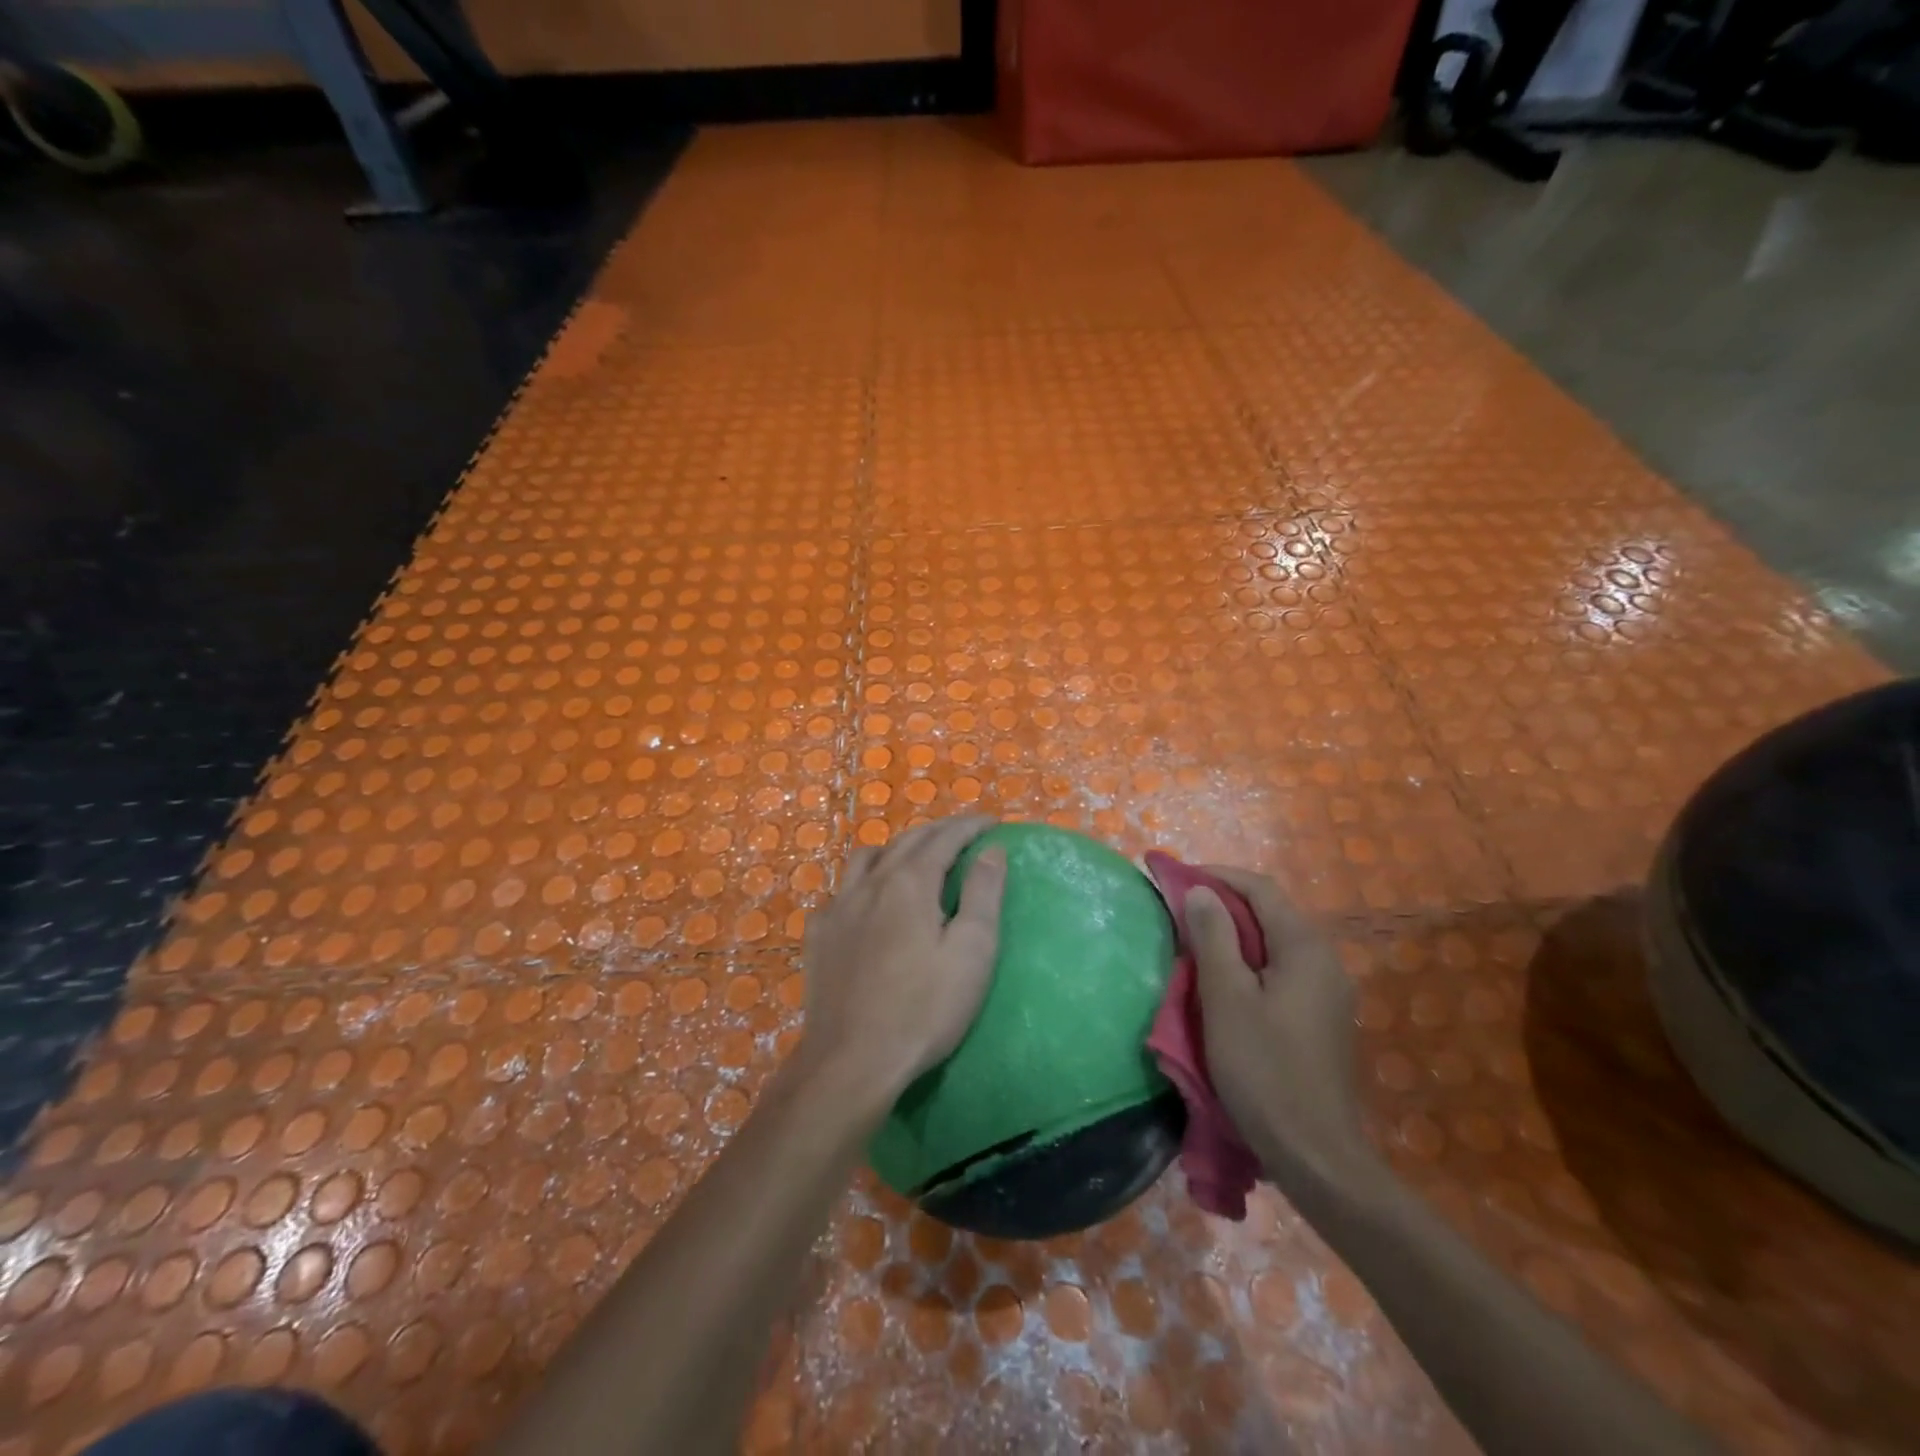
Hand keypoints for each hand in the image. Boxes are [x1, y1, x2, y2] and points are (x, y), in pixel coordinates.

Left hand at [796, 815, 1007, 1106]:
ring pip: (867, 857)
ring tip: (916, 860)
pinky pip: (841, 890)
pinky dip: (863, 882)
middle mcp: (870, 883)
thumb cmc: (923, 1010)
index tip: (993, 823)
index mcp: (909, 883)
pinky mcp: (818, 935)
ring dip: (897, 849)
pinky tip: (869, 903)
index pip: (944, 837)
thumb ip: (983, 894)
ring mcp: (837, 907)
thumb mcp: (972, 953)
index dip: (970, 826)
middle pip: (906, 840)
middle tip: (964, 834)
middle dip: (938, 831)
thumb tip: (991, 851)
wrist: (852, 1061)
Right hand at [1188, 867, 1374, 1196]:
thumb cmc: (1264, 1070)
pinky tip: (1224, 984)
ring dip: (1234, 935)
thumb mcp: (1226, 998)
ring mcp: (1328, 993)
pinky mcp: (1322, 1019)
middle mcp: (1325, 961)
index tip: (1176, 879)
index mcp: (1305, 948)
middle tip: (1179, 911)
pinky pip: (1282, 972)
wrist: (1317, 1155)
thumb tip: (1202, 892)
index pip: (1260, 889)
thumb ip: (1214, 937)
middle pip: (1270, 914)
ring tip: (1194, 943)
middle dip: (1223, 905)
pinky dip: (1249, 963)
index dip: (1217, 876)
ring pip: (1275, 944)